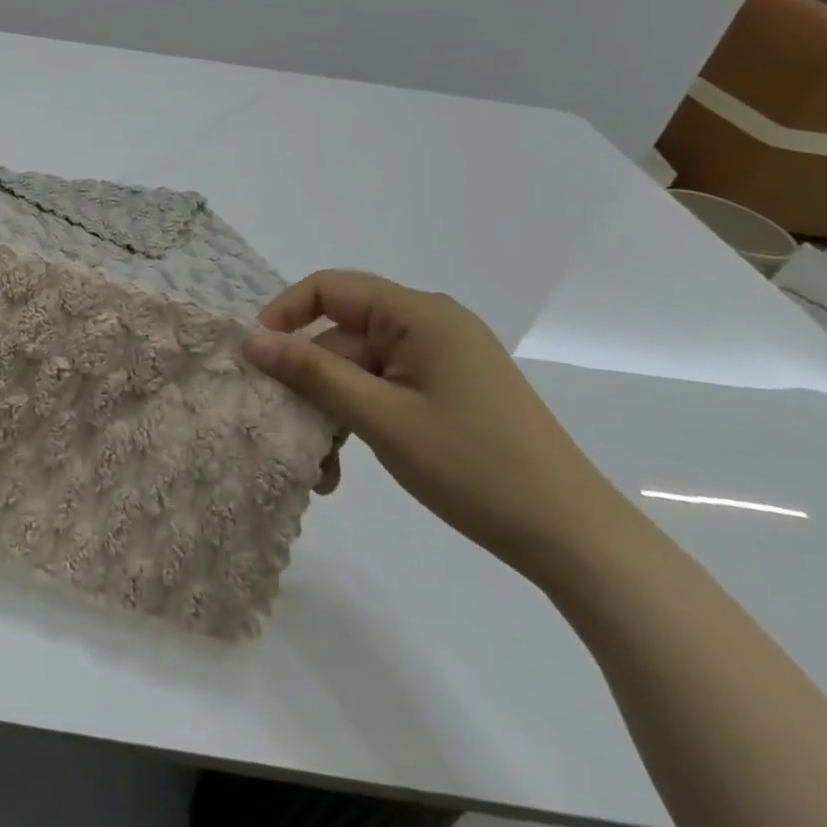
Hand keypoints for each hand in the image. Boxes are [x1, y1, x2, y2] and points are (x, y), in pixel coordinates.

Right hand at [244, 271, 634, 582]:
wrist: (575, 539)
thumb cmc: (475, 467)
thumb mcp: (381, 419)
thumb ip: (313, 373)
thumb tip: (251, 340)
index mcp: (420, 315)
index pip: (331, 288)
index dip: (285, 314)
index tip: (257, 357)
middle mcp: (429, 326)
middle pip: (342, 337)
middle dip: (309, 384)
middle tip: (285, 433)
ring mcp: (440, 361)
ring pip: (358, 371)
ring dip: (331, 412)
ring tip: (319, 469)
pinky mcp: (446, 392)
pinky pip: (383, 391)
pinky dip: (359, 421)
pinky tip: (343, 469)